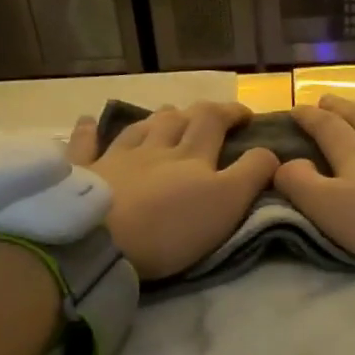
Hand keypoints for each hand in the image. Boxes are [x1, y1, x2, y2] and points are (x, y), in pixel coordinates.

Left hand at [65, 102, 276, 280]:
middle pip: (176, 121)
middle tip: (208, 115)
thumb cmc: (170, 227)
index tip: (246, 116)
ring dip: (155, 118)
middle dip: (196, 113)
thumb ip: (251, 174)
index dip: (232, 113)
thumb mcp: (227, 202)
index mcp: (191, 155)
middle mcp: (154, 148)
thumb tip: (271, 151)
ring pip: (138, 129)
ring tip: (165, 114)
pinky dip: (88, 132)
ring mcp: (115, 159)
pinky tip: (87, 121)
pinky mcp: (84, 175)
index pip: (214, 121)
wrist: (100, 242)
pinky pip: (85, 146)